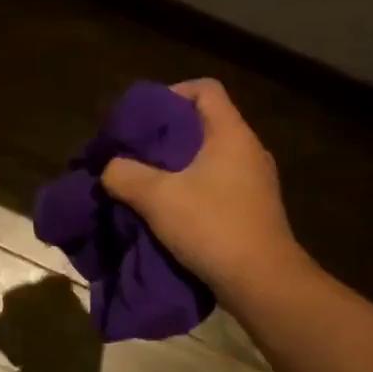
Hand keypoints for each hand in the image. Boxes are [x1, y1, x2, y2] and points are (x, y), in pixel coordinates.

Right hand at [100, 79, 309, 294]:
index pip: (205, 89)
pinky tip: (170, 211)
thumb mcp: (157, 198)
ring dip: (177, 166)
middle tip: (135, 152)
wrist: (262, 282)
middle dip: (166, 135)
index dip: (172, 93)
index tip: (144, 117)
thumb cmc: (212, 227)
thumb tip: (110, 168)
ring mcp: (255, 182)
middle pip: (204, 124)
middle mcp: (248, 151)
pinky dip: (192, 189)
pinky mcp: (253, 209)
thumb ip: (125, 175)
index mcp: (231, 134)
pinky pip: (218, 185)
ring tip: (146, 183)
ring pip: (210, 158)